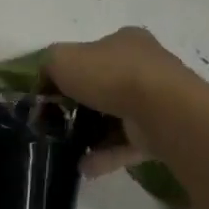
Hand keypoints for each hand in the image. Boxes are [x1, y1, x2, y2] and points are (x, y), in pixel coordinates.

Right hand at [45, 27, 185, 177]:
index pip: (93, 53)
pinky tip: (84, 167)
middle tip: (59, 122)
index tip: (52, 92)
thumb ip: (48, 66)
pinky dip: (106, 155)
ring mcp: (157, 100)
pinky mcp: (162, 132)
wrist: (161, 109)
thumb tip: (45, 82)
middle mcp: (144, 66)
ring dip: (92, 134)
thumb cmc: (110, 74)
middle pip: (105, 85)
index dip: (70, 71)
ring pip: (117, 117)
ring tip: (68, 150)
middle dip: (82, 105)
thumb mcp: (63, 58)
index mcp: (125, 41)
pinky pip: (128, 144)